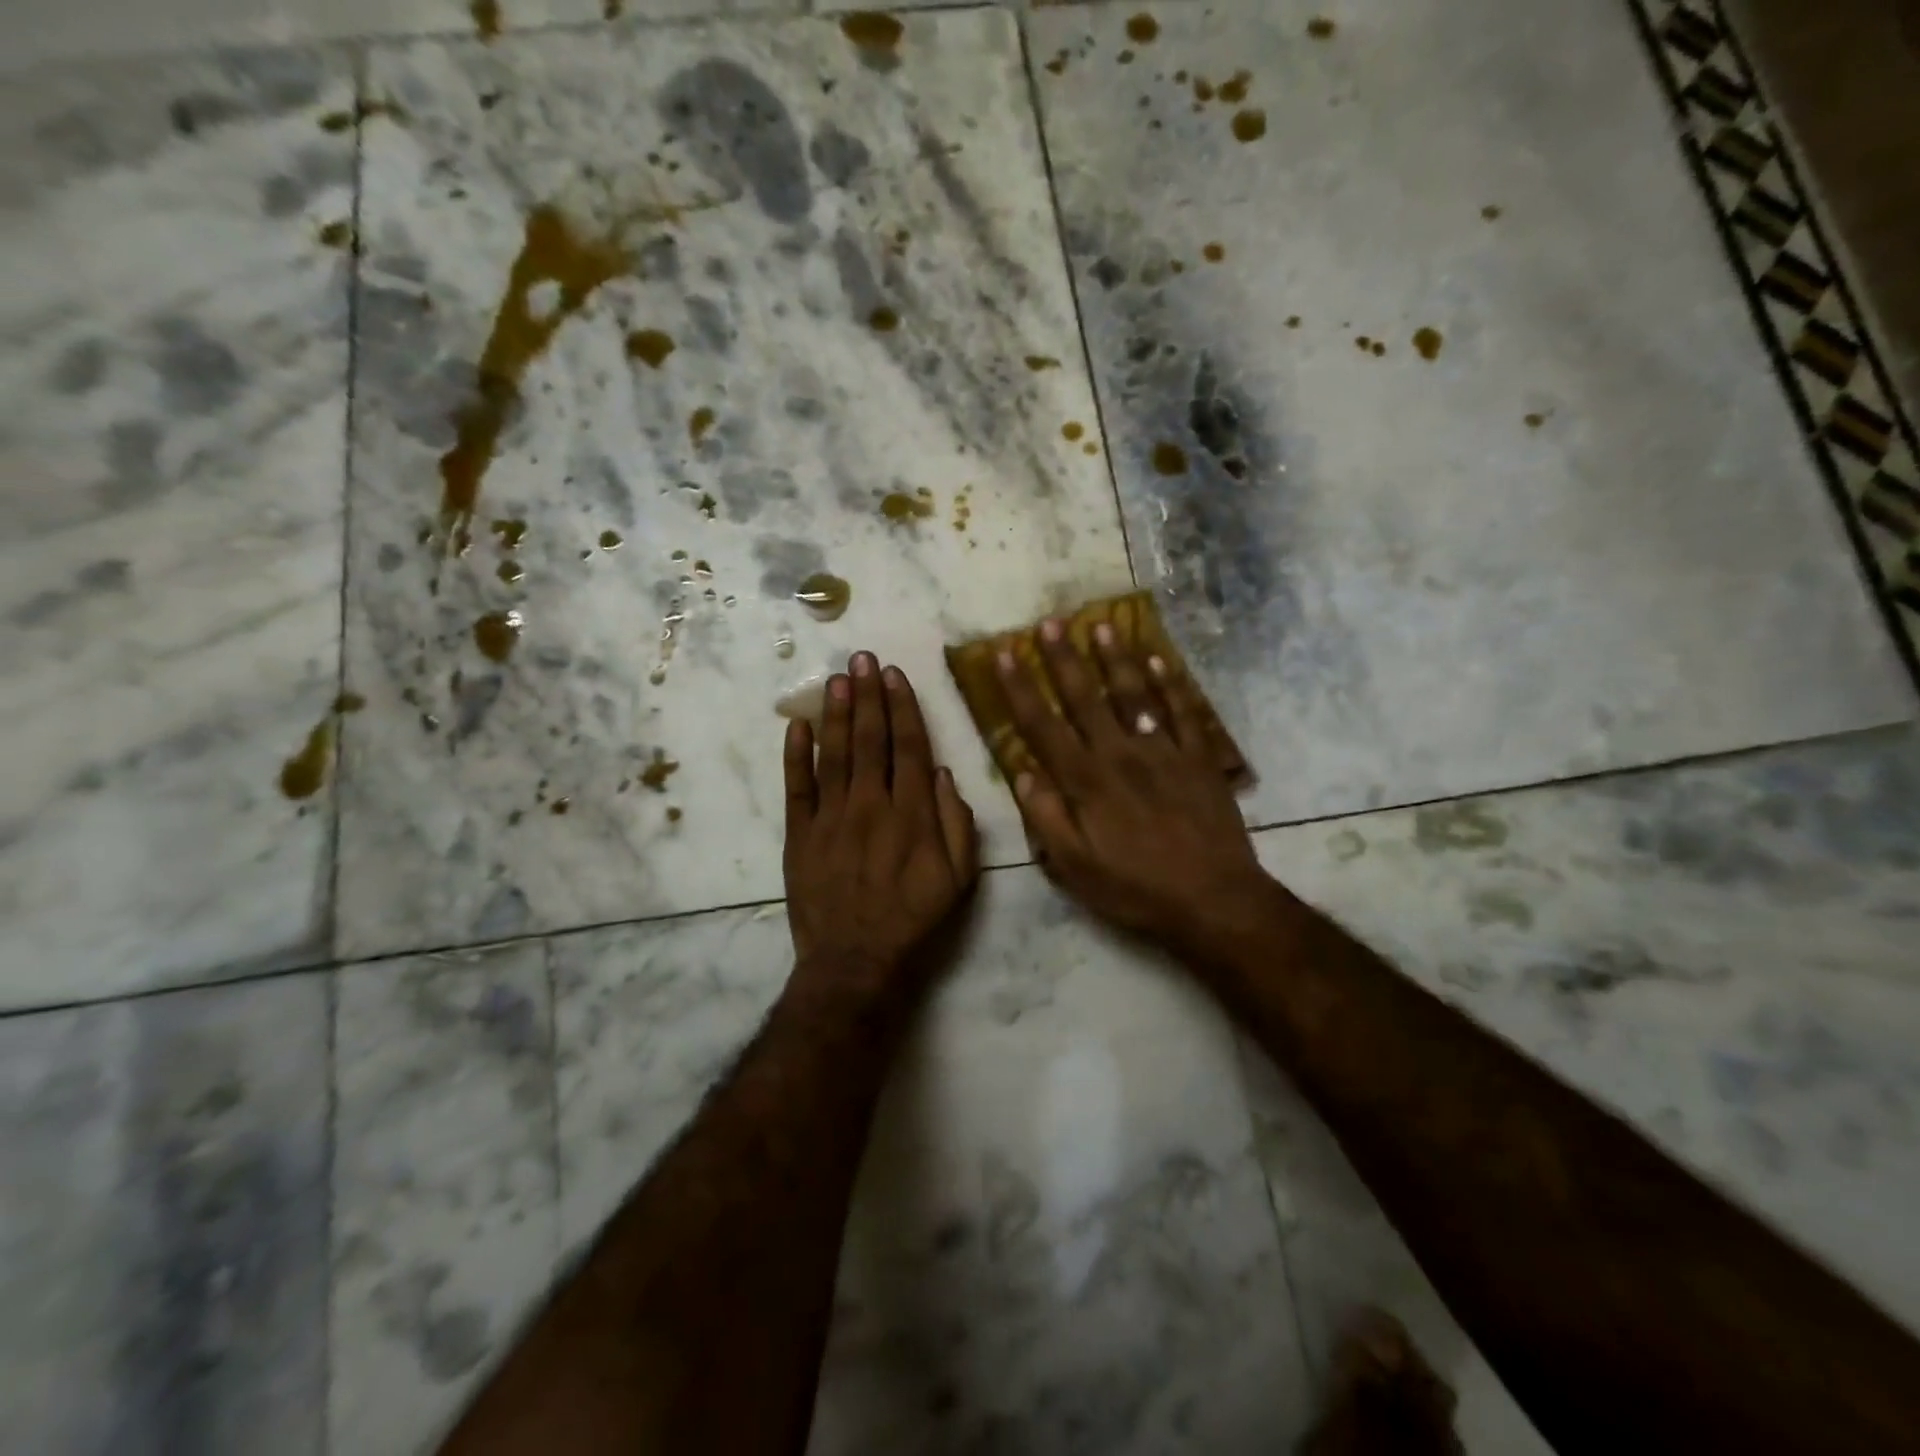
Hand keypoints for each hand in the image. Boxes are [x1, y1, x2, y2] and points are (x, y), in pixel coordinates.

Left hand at [783, 652, 978, 1003]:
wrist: (856, 962)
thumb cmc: (915, 920)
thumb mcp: (959, 879)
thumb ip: (958, 823)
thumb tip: (945, 773)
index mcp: (912, 813)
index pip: (910, 747)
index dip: (904, 708)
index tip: (896, 675)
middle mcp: (871, 805)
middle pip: (869, 739)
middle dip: (868, 695)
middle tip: (863, 657)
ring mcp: (831, 818)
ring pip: (833, 754)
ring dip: (835, 712)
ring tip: (837, 677)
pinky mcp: (800, 835)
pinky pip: (796, 788)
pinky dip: (795, 755)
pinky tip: (796, 725)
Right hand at [997, 619, 1281, 954]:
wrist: (1213, 899)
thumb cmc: (1136, 888)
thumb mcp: (1075, 868)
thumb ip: (1045, 818)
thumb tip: (1020, 772)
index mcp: (1085, 782)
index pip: (1043, 726)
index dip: (1020, 688)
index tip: (1005, 654)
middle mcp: (1120, 755)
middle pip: (1085, 698)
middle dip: (1064, 659)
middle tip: (1050, 622)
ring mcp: (1163, 752)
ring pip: (1134, 695)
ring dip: (1116, 659)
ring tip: (1102, 626)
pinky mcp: (1199, 758)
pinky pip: (1183, 712)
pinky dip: (1171, 684)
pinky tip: (1160, 659)